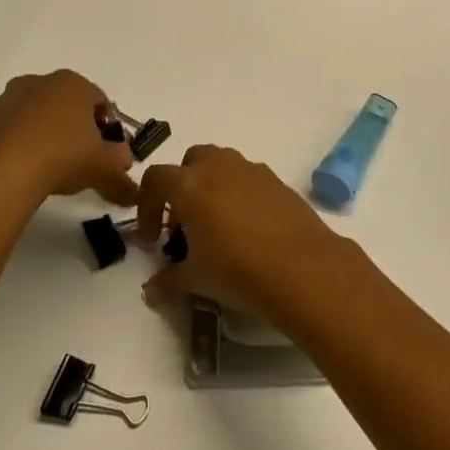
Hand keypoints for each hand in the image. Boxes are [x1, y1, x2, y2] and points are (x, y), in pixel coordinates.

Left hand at [0, 70, 139, 225]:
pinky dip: (7, 152)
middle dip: (71, 128)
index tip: (107, 151)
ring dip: (37, 138)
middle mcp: (34, 85)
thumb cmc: (61, 156)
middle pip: (61, 104)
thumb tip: (132, 188)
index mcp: (71, 85)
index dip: (107, 126)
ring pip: (27, 118)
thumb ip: (121, 173)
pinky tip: (14, 177)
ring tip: (44, 172)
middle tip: (78, 160)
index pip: (99, 99)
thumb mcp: (103, 168)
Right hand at [135, 145, 351, 321]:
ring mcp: (253, 170)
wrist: (301, 266)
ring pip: (223, 164)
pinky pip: (250, 178)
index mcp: (190, 185)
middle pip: (191, 161)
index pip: (156, 178)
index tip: (153, 239)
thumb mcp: (195, 280)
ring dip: (212, 186)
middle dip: (183, 186)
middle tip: (186, 225)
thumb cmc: (237, 269)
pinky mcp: (278, 181)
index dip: (148, 206)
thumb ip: (168, 281)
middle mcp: (220, 167)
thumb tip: (152, 289)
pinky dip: (241, 194)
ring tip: (218, 227)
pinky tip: (249, 228)